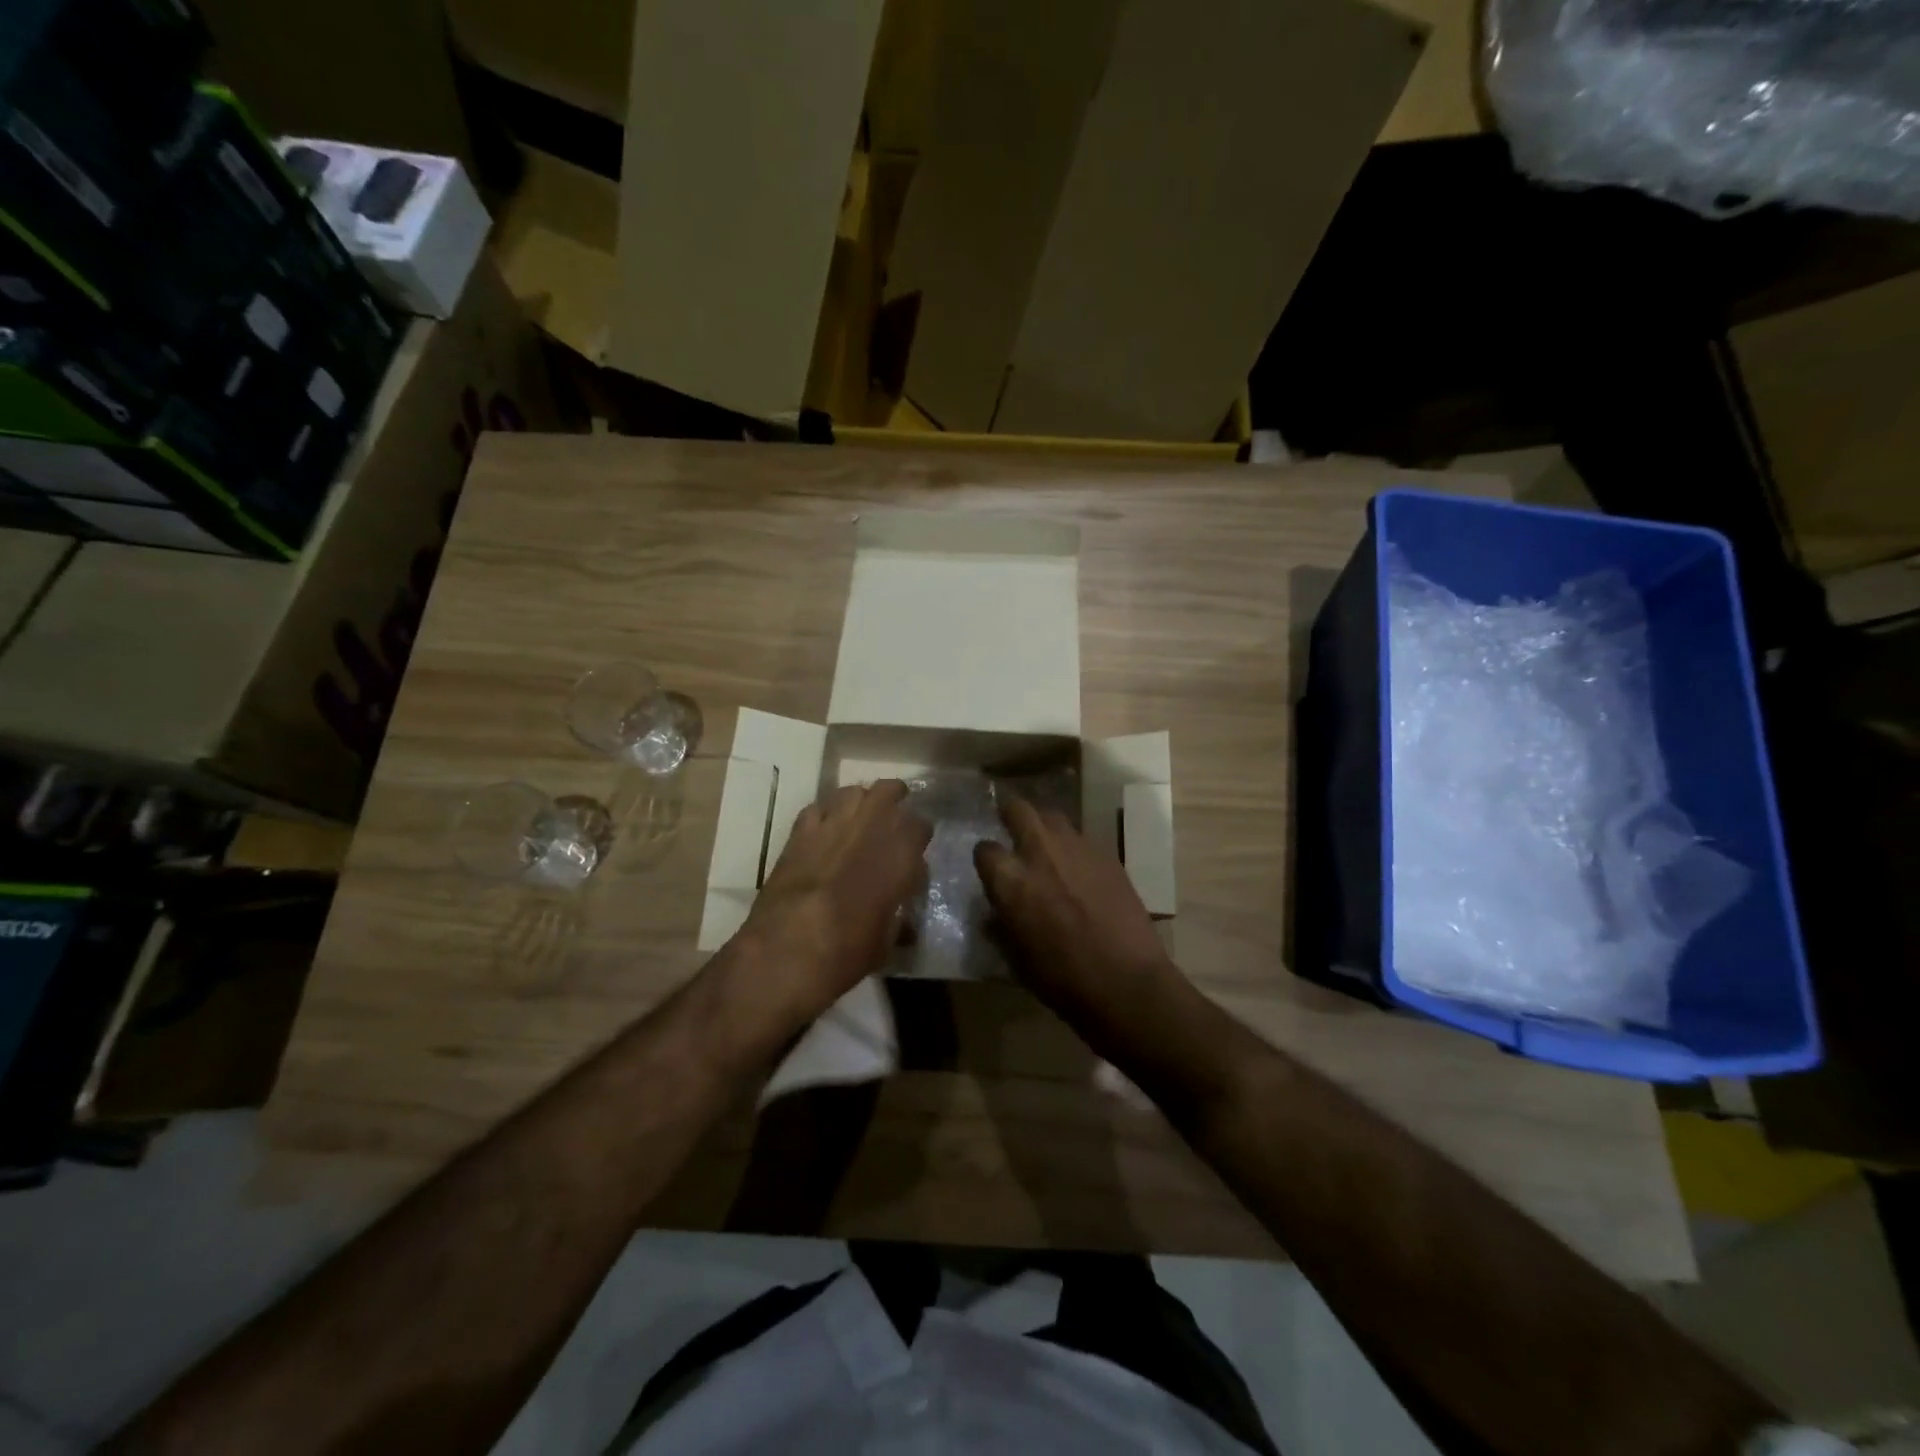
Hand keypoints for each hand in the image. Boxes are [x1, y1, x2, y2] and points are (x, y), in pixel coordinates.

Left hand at [739, 780, 930, 1023]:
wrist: (786, 951)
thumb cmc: (846, 952)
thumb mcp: (886, 940)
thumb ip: (897, 912)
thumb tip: (898, 907)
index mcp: (902, 853)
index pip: (921, 826)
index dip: (918, 839)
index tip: (913, 853)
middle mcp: (872, 826)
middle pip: (890, 790)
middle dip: (895, 801)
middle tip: (892, 820)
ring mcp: (833, 823)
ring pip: (853, 791)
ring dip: (860, 802)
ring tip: (859, 819)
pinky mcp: (800, 830)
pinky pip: (818, 808)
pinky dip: (826, 814)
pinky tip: (825, 831)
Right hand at [974, 797, 1175, 1018]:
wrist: (1126, 982)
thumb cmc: (1062, 980)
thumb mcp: (1016, 959)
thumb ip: (1001, 928)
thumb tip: (995, 914)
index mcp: (1010, 880)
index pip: (984, 849)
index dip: (985, 858)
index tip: (990, 867)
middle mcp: (1040, 852)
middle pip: (1019, 809)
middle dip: (1010, 814)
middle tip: (1010, 825)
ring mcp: (1077, 849)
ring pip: (1053, 817)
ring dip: (1044, 826)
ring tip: (1045, 843)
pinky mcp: (1107, 855)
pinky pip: (1081, 839)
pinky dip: (1072, 847)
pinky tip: (1077, 868)